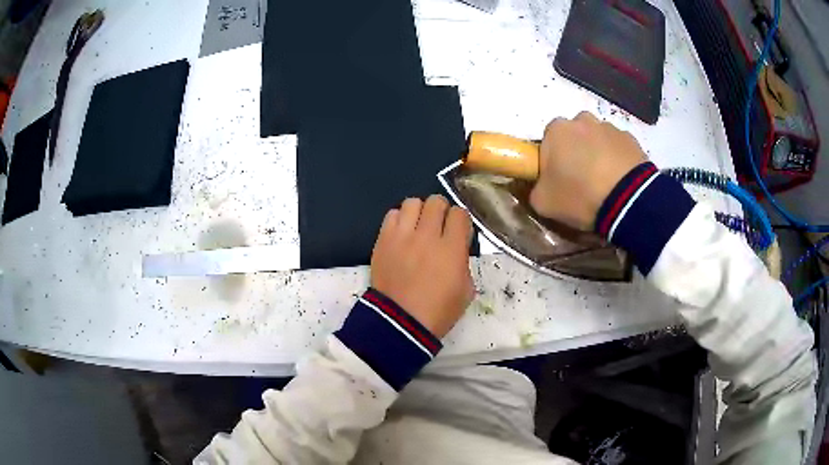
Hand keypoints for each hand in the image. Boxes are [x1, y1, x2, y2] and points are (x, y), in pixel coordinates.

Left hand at [371, 195, 473, 337]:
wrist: (400, 323)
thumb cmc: (438, 312)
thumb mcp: (466, 290)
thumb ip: (463, 262)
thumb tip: (457, 248)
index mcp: (452, 249)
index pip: (460, 214)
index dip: (460, 220)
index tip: (458, 231)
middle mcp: (427, 236)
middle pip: (436, 201)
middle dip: (441, 211)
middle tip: (439, 226)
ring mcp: (402, 236)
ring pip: (412, 202)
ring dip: (419, 212)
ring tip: (418, 226)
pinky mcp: (383, 240)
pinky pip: (392, 215)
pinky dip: (399, 220)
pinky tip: (402, 234)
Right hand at [530, 112, 647, 230]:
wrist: (627, 201)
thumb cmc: (580, 196)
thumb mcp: (543, 203)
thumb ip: (535, 189)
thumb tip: (541, 186)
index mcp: (556, 130)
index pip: (547, 141)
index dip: (551, 161)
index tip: (558, 180)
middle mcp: (582, 120)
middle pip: (574, 136)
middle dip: (576, 153)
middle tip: (581, 181)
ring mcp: (610, 128)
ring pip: (598, 140)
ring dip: (598, 155)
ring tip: (604, 184)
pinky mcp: (632, 140)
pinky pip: (618, 149)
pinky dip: (617, 161)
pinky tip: (620, 182)